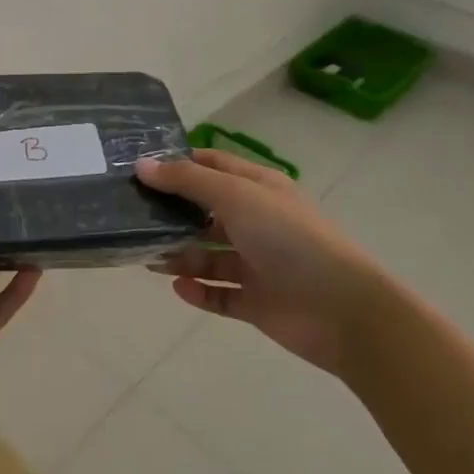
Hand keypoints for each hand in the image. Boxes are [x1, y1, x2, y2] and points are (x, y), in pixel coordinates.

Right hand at [138, 150, 380, 375]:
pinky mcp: (256, 302)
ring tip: (148, 258)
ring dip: (180, 255)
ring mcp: (257, 263)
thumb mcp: (235, 196)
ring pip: (208, 255)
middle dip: (172, 214)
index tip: (140, 169)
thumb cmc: (288, 237)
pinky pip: (219, 294)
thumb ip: (187, 181)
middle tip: (131, 217)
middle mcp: (256, 222)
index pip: (213, 166)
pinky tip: (179, 287)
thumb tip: (142, 165)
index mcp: (258, 188)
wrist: (342, 309)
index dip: (179, 165)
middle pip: (205, 212)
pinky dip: (199, 291)